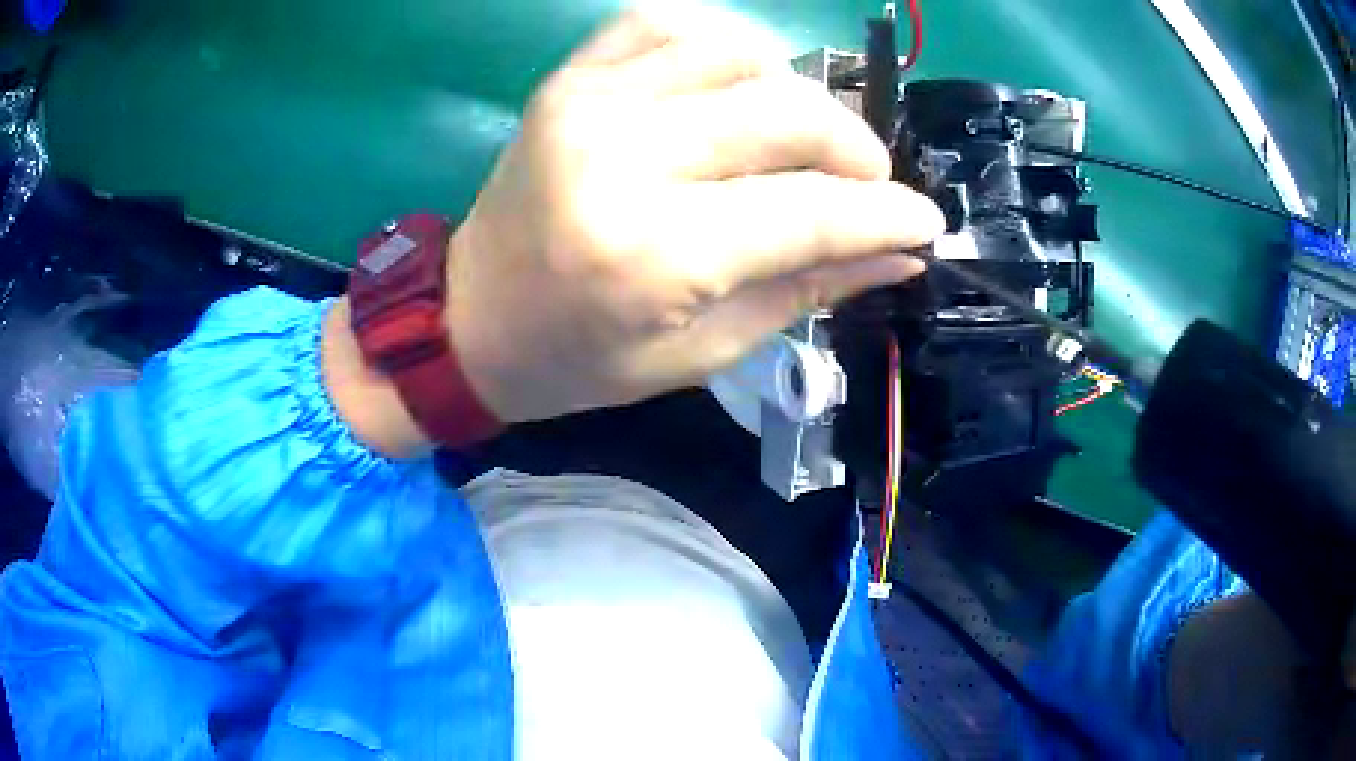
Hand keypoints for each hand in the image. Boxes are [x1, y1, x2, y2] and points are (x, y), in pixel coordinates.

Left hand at [444, 7, 942, 423]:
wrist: (470, 318)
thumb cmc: (579, 358)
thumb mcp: (699, 352)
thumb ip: (804, 290)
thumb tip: (897, 252)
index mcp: (653, 253)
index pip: (811, 211)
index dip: (886, 214)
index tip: (926, 221)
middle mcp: (623, 157)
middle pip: (788, 114)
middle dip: (855, 149)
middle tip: (868, 183)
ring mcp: (591, 101)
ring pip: (741, 54)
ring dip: (797, 92)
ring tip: (800, 138)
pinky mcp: (572, 77)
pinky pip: (667, 21)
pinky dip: (722, 41)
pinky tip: (736, 81)